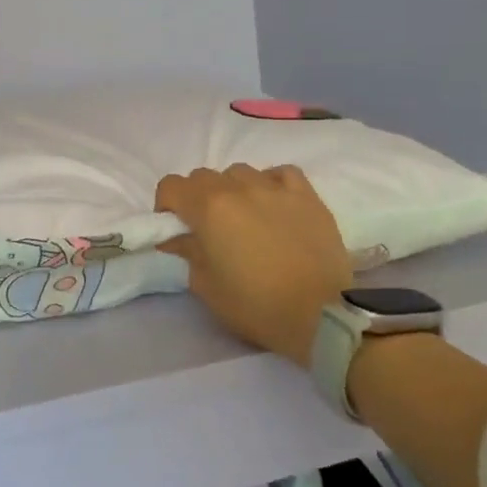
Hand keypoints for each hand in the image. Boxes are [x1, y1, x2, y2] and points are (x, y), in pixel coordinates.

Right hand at [156, 164, 351, 364]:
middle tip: (207, 228)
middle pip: (203, 176)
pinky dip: (271, 183)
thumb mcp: (206, 286)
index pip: (171, 185)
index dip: (166, 205)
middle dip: (196, 197)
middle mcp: (239, 187)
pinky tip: (274, 203)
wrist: (320, 314)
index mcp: (209, 208)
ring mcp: (276, 188)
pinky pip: (281, 173)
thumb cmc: (256, 304)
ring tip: (244, 217)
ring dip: (233, 189)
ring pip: (241, 172)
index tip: (174, 228)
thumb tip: (176, 239)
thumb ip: (186, 253)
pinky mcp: (307, 196)